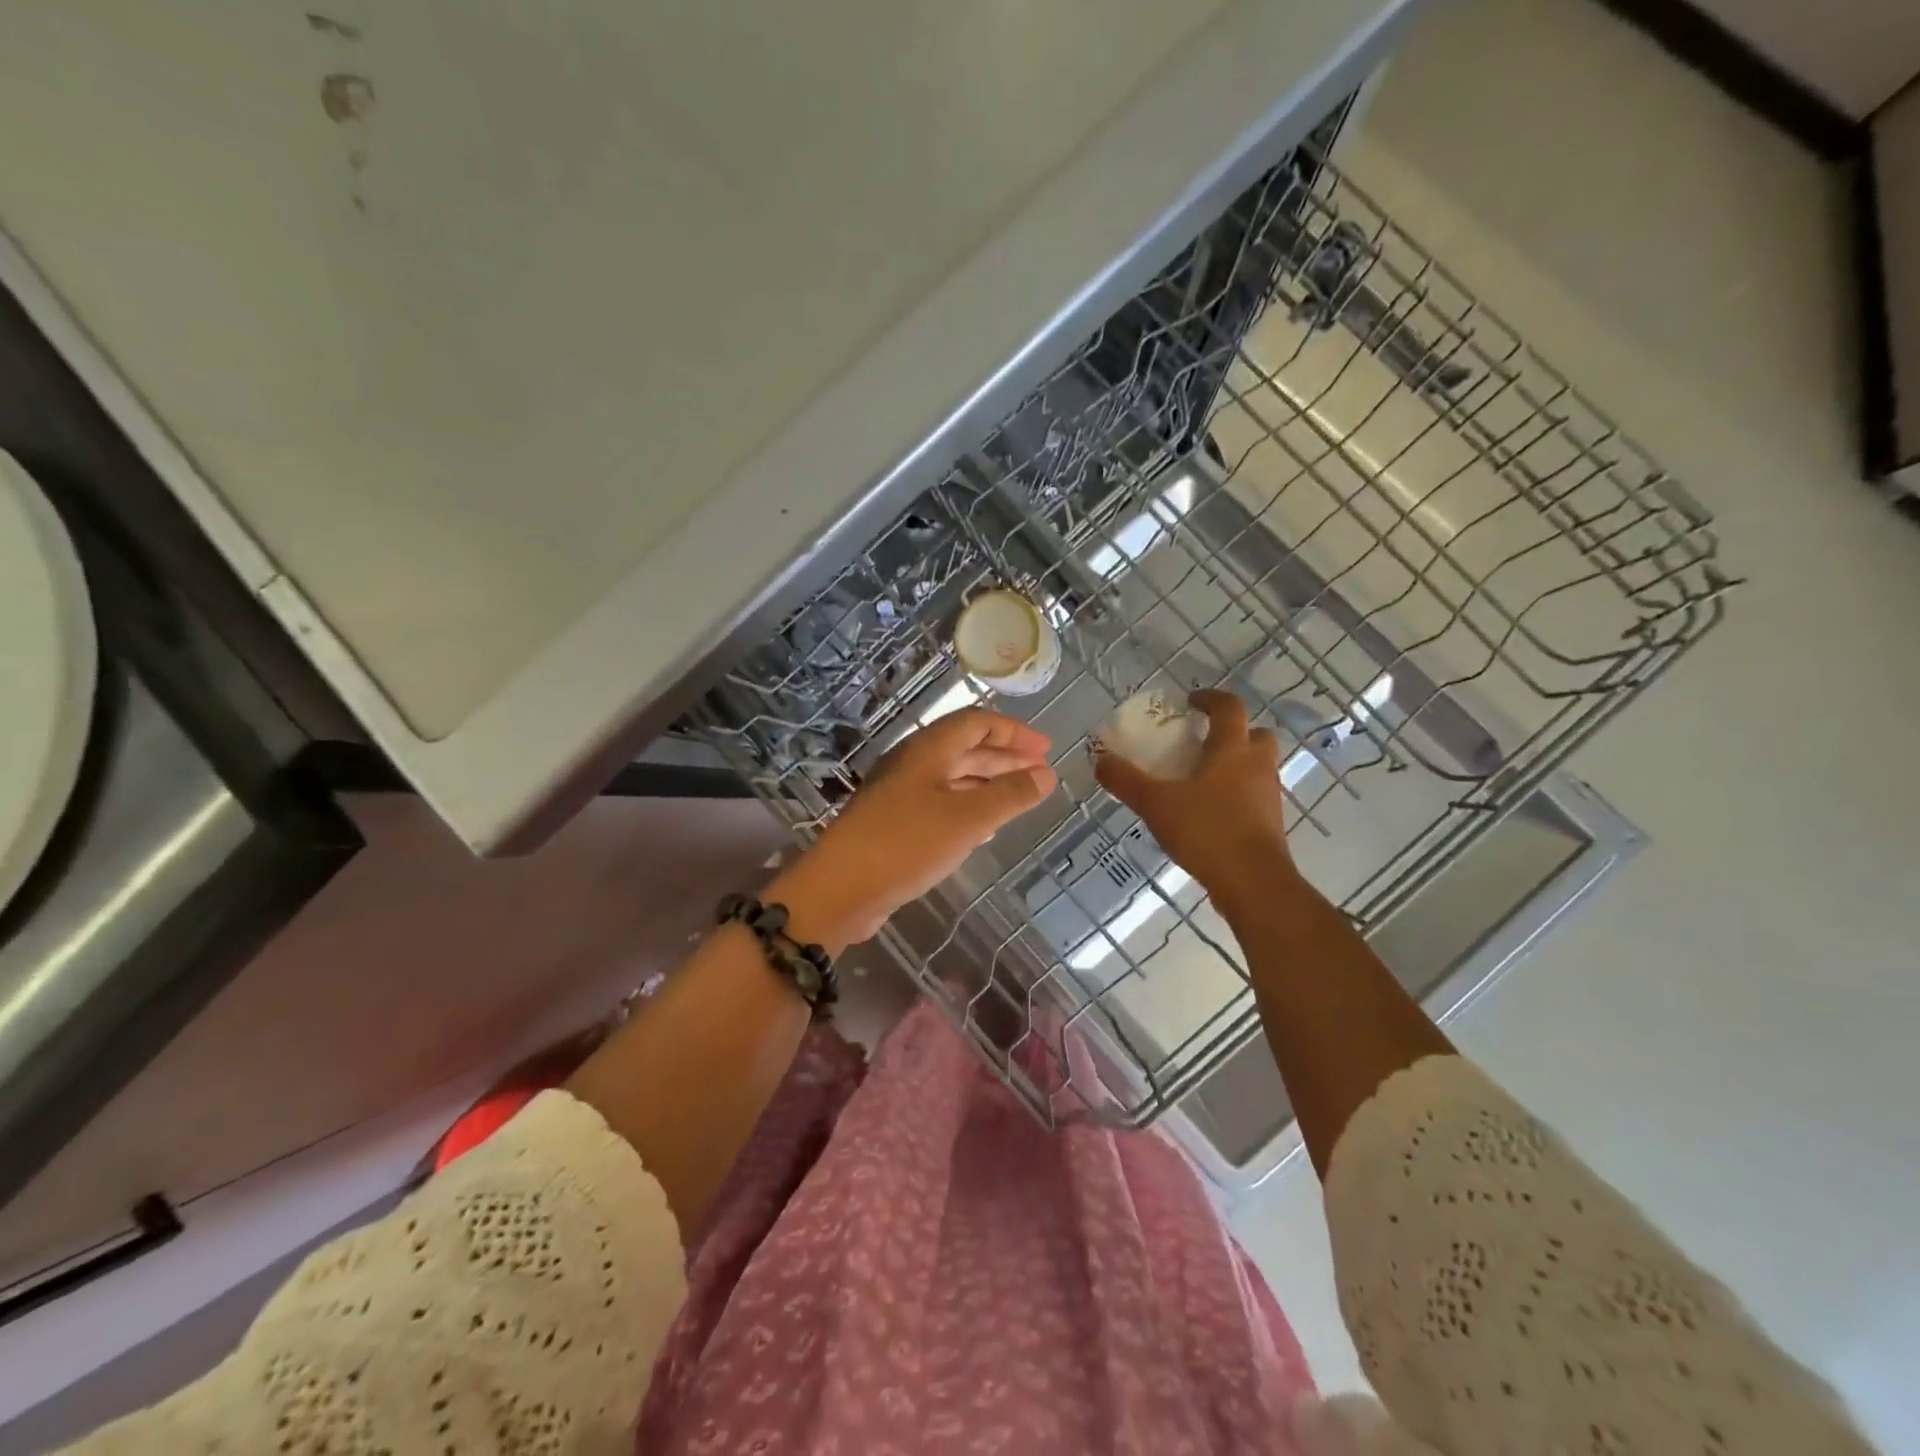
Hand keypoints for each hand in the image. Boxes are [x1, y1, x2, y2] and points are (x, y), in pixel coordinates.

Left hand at [772, 707, 1056, 947]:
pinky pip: (941, 804)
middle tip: (1041, 773)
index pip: (977, 722)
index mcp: (928, 750)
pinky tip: (986, 827)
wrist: (841, 888)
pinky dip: (970, 807)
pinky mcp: (896, 823)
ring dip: (989, 783)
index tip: (1046, 750)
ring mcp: (902, 794)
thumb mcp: (967, 818)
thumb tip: (1045, 775)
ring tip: (1021, 797)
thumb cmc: (907, 843)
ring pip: (954, 777)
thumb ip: (1010, 795)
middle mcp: (914, 764)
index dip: (1014, 732)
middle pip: (966, 748)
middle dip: (1006, 757)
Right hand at [1093, 689, 1299, 917]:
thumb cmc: (1207, 831)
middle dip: (1233, 732)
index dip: (1210, 698)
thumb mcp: (1155, 803)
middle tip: (1203, 742)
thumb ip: (1126, 780)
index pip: (1229, 707)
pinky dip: (1237, 794)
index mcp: (1233, 749)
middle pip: (1255, 734)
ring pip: (1257, 766)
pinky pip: (1255, 795)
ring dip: (1235, 764)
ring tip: (1201, 779)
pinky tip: (1209, 812)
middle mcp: (1257, 765)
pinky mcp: (1271, 823)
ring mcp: (1269, 795)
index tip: (1190, 701)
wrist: (1253, 882)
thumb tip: (1099, 759)